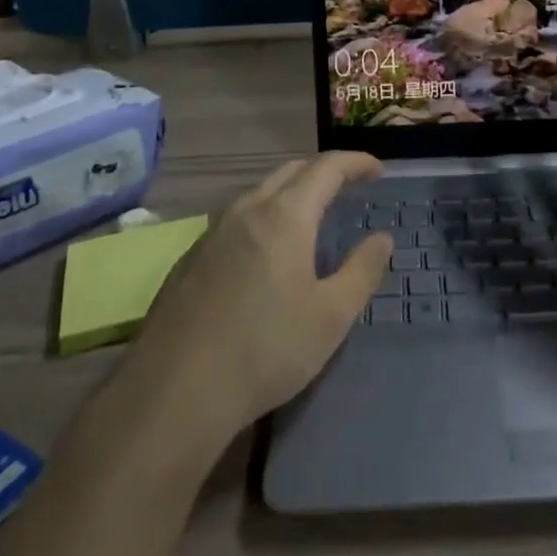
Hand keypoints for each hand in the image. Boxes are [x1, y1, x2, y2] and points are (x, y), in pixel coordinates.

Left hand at [124, 152, 391, 441]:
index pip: (326, 168)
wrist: (174, 393)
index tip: (377, 168)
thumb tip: (382, 238)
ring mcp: (212, 232)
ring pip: (258, 193)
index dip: (355, 162)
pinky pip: (236, 220)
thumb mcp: (331, 316)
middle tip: (348, 186)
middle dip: (323, 171)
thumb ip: (362, 270)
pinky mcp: (190, 258)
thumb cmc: (265, 350)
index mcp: (285, 215)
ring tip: (310, 216)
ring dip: (290, 192)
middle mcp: (246, 210)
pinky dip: (263, 217)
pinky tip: (265, 252)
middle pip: (290, 171)